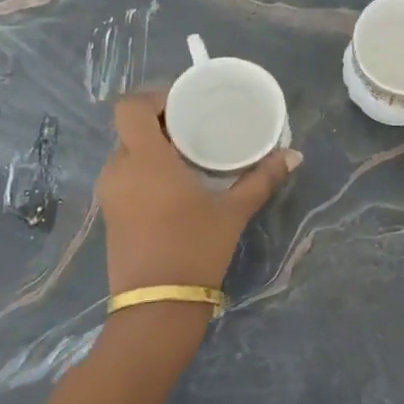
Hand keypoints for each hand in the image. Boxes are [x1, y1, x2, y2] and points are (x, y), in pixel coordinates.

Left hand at [96, 89, 300, 294]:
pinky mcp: (110, 214)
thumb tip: (294, 155)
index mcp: (144, 159)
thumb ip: (261, 179)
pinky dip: (145, 169)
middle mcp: (119, 169)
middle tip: (195, 127)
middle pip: (130, 127)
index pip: (130, 106)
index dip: (153, 96)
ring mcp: (110, 194)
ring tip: (188, 155)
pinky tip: (174, 185)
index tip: (185, 104)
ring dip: (153, 147)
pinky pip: (125, 175)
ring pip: (127, 152)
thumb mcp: (232, 212)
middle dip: (160, 122)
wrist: (157, 306)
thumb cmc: (194, 249)